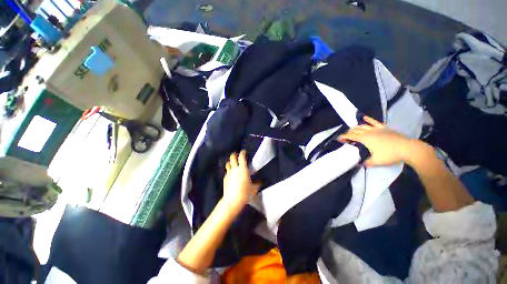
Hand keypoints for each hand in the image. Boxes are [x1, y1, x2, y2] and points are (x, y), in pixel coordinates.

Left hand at [222, 151, 260, 212]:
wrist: (232, 200)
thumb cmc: (245, 192)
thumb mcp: (254, 188)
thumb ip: (257, 183)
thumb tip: (260, 181)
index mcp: (243, 168)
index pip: (241, 157)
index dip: (243, 152)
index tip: (244, 151)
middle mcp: (235, 168)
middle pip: (232, 157)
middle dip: (234, 154)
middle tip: (237, 155)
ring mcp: (229, 173)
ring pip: (228, 163)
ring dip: (230, 162)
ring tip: (233, 163)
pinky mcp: (225, 178)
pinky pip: (227, 171)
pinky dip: (229, 170)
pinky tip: (231, 174)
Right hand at [338, 116, 413, 166]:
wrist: (407, 148)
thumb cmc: (390, 154)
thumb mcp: (376, 161)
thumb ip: (366, 162)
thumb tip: (360, 164)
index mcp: (364, 139)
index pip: (351, 137)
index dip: (343, 137)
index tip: (338, 138)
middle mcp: (368, 132)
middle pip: (355, 130)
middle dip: (348, 133)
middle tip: (345, 136)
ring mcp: (376, 129)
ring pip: (363, 126)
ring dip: (356, 127)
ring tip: (352, 129)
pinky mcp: (384, 128)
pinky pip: (374, 122)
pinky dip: (369, 119)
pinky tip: (364, 117)